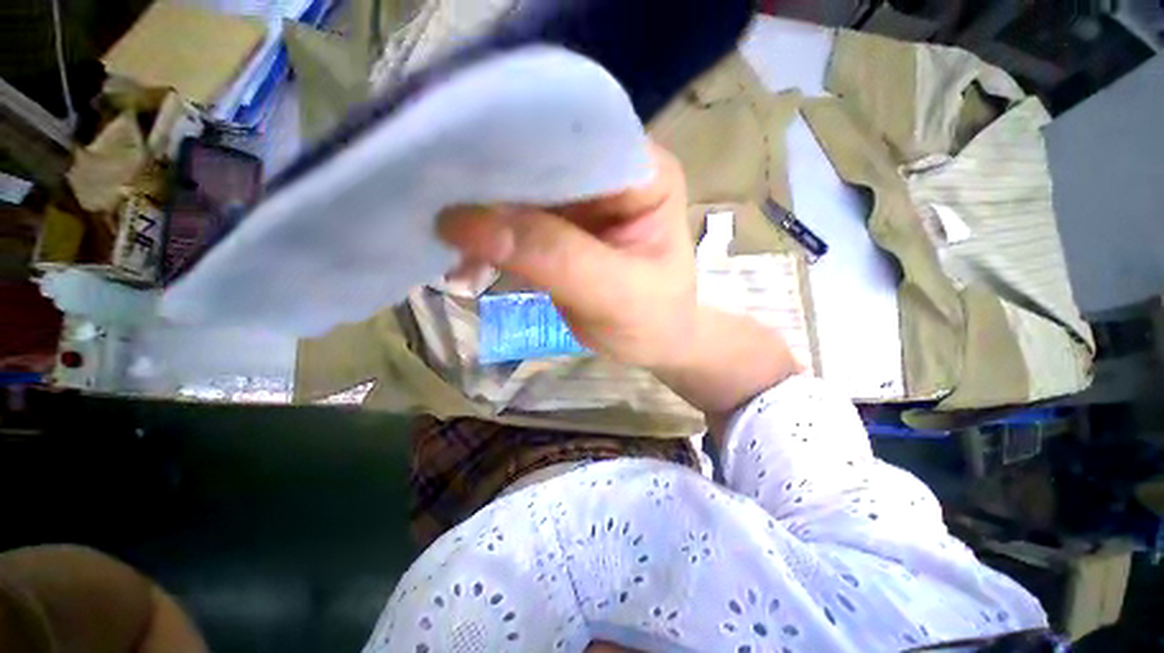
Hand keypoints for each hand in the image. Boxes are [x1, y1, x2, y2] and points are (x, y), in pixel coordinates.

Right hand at [438, 141, 799, 428]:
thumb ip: (554, 257)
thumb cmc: (653, 321)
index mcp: (643, 173)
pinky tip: (464, 259)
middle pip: (543, 156)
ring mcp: (583, 200)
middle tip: (431, 194)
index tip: (458, 160)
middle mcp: (611, 172)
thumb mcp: (615, 295)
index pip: (578, 135)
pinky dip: (489, 238)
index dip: (518, 141)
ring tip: (440, 232)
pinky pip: (516, 221)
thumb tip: (465, 221)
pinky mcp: (561, 227)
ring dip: (482, 211)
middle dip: (490, 178)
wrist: (653, 344)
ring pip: (522, 189)